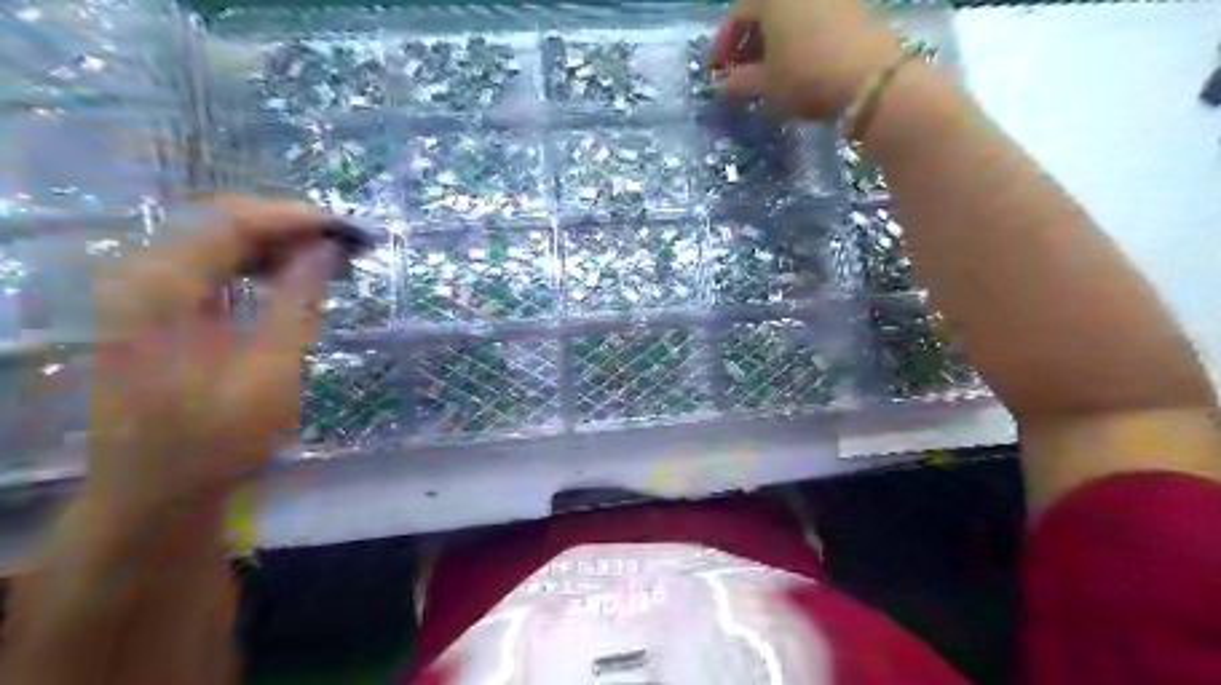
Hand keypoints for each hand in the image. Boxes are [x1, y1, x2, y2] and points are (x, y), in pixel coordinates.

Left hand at [82, 199, 331, 534]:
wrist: (155, 487)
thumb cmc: (218, 438)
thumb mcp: (270, 370)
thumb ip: (297, 300)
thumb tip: (326, 249)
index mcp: (161, 289)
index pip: (232, 223)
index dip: (295, 219)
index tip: (348, 228)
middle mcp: (140, 276)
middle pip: (219, 223)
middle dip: (287, 227)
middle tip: (342, 243)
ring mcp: (139, 290)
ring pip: (213, 240)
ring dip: (272, 244)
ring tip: (324, 258)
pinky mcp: (149, 307)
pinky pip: (206, 265)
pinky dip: (251, 264)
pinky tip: (286, 277)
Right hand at [707, 1, 904, 118]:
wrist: (869, 78)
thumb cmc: (805, 76)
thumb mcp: (767, 85)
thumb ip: (742, 82)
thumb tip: (727, 86)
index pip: (738, 14)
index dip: (723, 45)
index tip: (715, 71)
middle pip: (765, 10)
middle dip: (748, 42)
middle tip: (739, 72)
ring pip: (790, 15)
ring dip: (773, 41)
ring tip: (766, 72)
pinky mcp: (852, 7)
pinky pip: (812, 18)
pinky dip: (797, 38)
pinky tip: (795, 64)